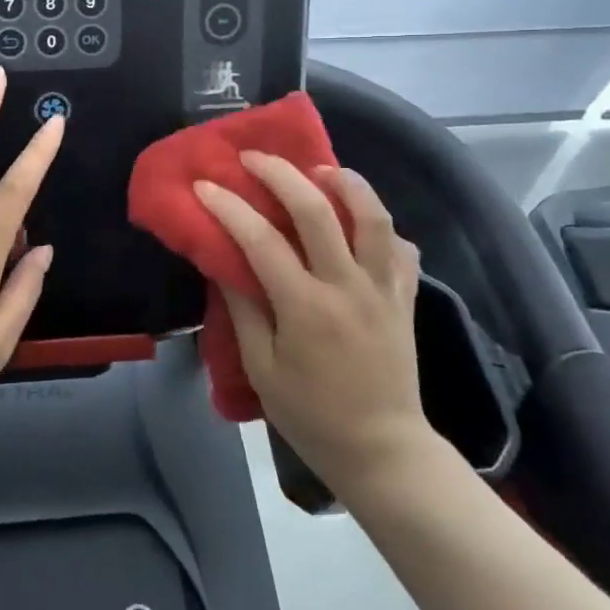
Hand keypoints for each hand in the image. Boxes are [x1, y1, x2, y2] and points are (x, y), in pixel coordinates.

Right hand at [195, 154, 438, 496]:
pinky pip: (400, 248)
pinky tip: (360, 220)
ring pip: (373, 216)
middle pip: (317, 210)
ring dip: (345, 182)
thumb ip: (243, 309)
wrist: (383, 451)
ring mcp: (383, 289)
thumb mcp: (262, 369)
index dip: (228, 207)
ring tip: (320, 169)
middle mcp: (348, 286)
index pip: (260, 240)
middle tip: (254, 158)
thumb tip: (223, 260)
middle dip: (281, 174)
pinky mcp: (405, 298)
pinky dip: (381, 225)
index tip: (204, 185)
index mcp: (306, 307)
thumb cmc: (311, 415)